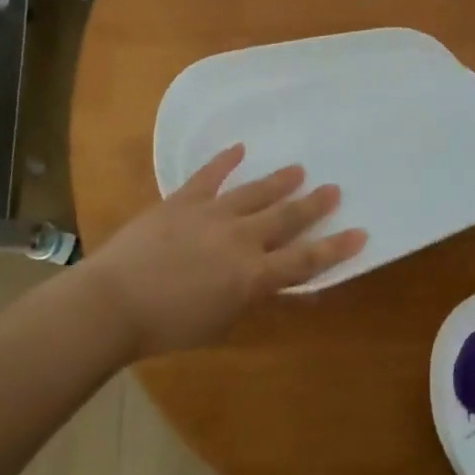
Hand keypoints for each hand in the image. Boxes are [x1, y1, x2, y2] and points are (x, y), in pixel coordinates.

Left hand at [81, 145, 366, 360]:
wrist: (113, 303)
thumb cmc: (167, 326)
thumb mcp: (221, 324)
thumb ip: (251, 300)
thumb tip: (275, 286)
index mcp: (253, 275)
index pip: (305, 261)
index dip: (335, 248)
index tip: (360, 233)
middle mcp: (241, 239)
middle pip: (286, 219)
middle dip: (313, 205)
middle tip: (334, 189)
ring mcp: (211, 215)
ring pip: (254, 193)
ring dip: (279, 181)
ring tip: (298, 169)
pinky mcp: (182, 202)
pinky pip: (208, 176)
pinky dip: (225, 161)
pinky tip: (239, 148)